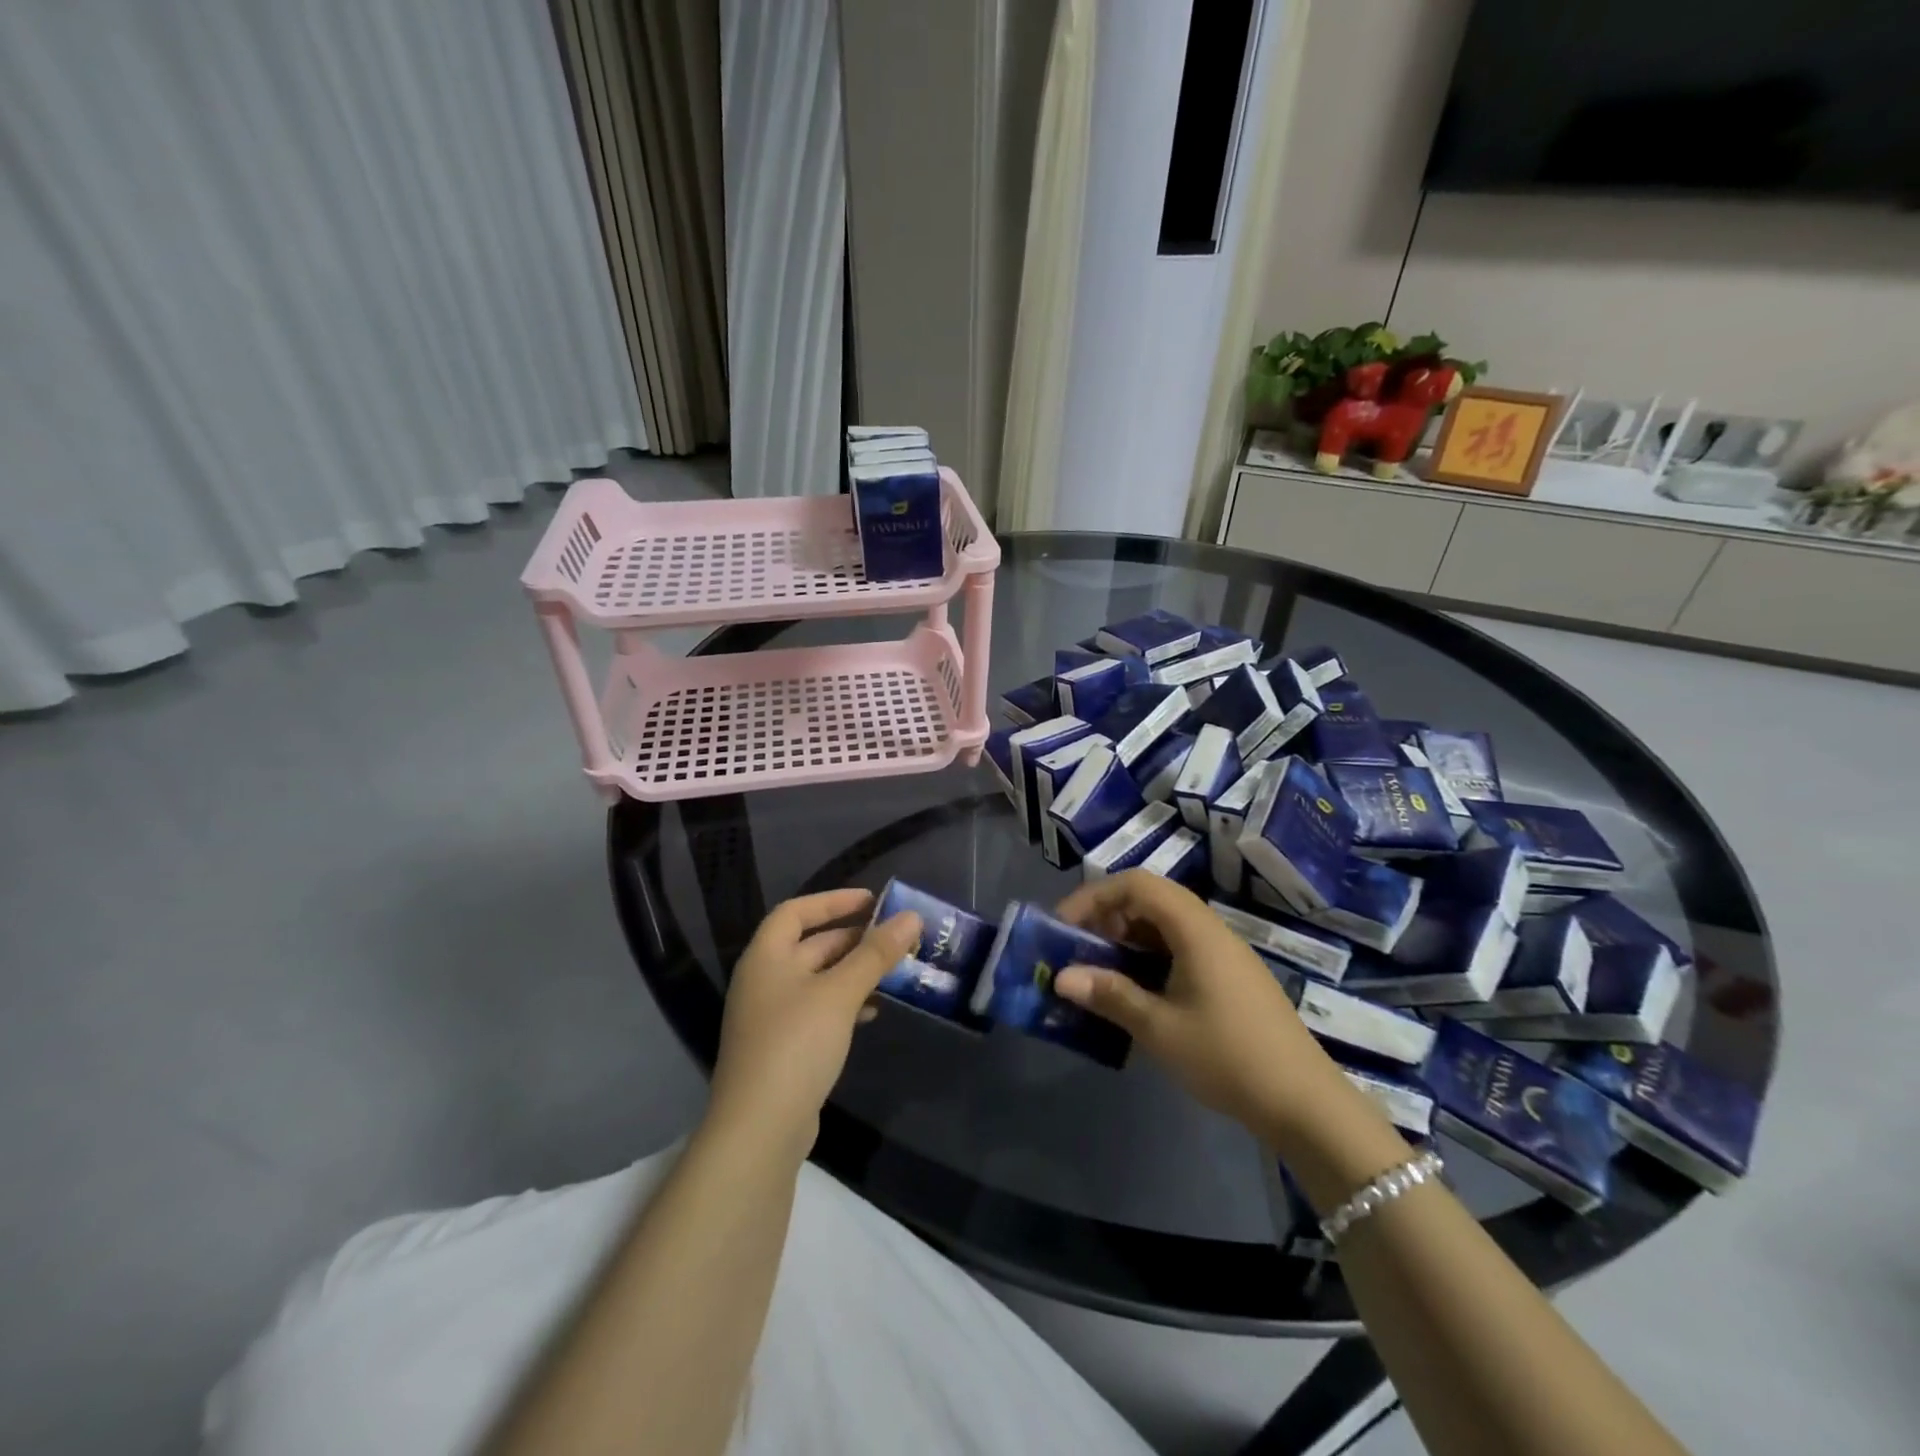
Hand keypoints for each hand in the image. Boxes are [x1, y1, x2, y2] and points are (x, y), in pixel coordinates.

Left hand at [708, 888, 920, 1158]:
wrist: (759, 1130)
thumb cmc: (796, 1044)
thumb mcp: (840, 993)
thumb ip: (875, 954)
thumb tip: (911, 917)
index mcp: (766, 957)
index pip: (796, 911)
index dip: (833, 901)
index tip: (872, 900)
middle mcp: (763, 980)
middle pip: (809, 945)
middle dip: (852, 938)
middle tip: (893, 937)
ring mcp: (771, 1017)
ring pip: (818, 979)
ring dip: (853, 972)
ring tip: (892, 972)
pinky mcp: (783, 1048)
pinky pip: (818, 1010)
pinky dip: (845, 1003)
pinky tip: (873, 1011)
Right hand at [1052, 871, 1347, 1141]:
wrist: (1304, 1103)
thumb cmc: (1227, 1056)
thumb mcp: (1160, 1028)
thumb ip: (1109, 995)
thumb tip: (1060, 977)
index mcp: (1195, 929)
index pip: (1137, 885)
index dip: (1094, 897)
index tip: (1063, 925)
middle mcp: (1210, 929)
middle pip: (1150, 900)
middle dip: (1107, 917)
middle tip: (1076, 949)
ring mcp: (1223, 953)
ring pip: (1164, 926)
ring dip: (1127, 939)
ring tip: (1097, 970)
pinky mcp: (1229, 977)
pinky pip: (1179, 948)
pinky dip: (1148, 958)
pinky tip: (1134, 991)